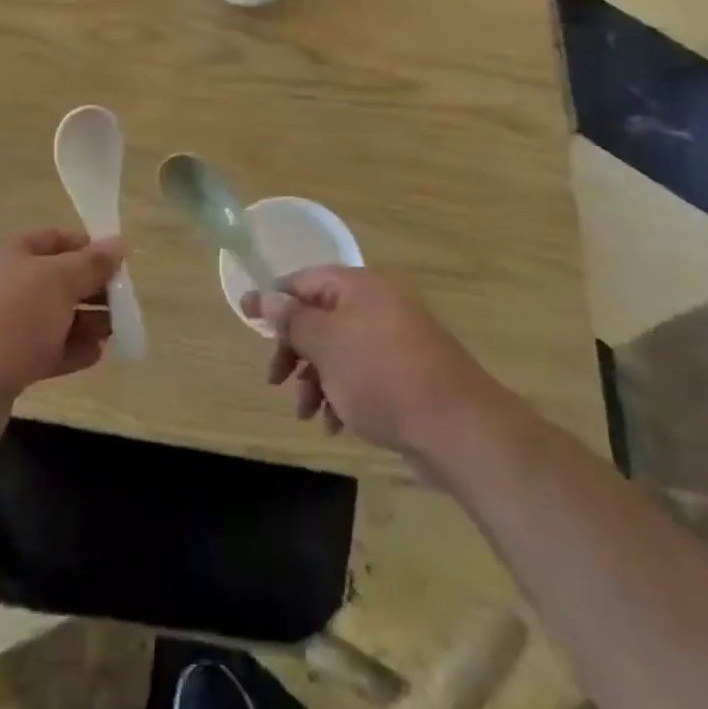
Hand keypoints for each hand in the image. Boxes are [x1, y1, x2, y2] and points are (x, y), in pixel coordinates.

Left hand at [0, 229, 120, 452]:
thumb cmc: (7, 318)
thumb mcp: (58, 281)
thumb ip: (91, 264)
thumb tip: (118, 244)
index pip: (49, 239)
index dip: (85, 248)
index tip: (117, 264)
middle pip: (47, 280)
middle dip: (86, 290)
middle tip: (119, 303)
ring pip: (41, 318)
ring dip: (79, 323)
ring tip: (112, 333)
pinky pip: (33, 350)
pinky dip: (63, 350)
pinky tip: (93, 356)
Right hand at [241, 268, 489, 461]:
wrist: (457, 427)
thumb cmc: (382, 376)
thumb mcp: (326, 344)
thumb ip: (292, 320)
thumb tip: (263, 295)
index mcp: (358, 286)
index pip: (304, 281)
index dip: (274, 300)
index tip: (249, 322)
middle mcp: (377, 305)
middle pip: (320, 317)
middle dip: (295, 350)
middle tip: (276, 380)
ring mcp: (395, 340)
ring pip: (339, 351)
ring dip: (316, 379)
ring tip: (307, 413)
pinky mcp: (407, 374)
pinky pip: (362, 375)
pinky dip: (342, 394)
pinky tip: (335, 425)